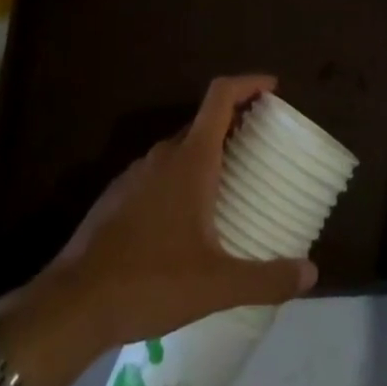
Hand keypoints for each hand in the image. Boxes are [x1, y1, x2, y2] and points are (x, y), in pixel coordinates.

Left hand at [9, 76, 316, 361]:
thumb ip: (266, 278)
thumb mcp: (216, 285)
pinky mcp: (119, 195)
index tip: (272, 87)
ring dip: (208, 153)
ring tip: (231, 182)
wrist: (74, 302)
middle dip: (234, 124)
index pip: (220, 96)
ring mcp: (136, 173)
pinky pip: (160, 171)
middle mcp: (163, 154)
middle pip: (203, 121)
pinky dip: (183, 176)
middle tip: (261, 146)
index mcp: (190, 158)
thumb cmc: (150, 281)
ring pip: (180, 148)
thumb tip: (311, 272)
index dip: (248, 83)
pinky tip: (189, 217)